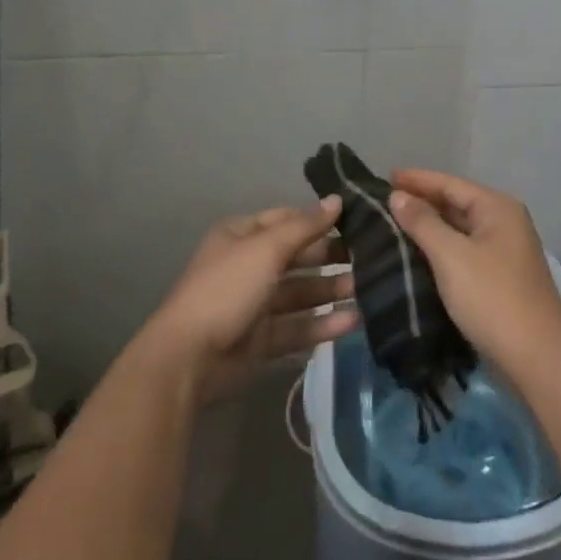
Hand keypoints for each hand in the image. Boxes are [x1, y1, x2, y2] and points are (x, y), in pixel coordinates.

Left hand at [139, 197, 357, 404]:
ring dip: (331, 290)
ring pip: (301, 292)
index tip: (355, 220)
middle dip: (330, 256)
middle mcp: (249, 265)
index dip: (317, 219)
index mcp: (242, 236)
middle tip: (371, 256)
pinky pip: (298, 326)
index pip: (287, 219)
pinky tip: (353, 320)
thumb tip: (336, 200)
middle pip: (297, 256)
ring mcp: (255, 305)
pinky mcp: (262, 340)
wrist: (189, 359)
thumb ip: (305, 226)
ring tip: (368, 288)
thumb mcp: (266, 249)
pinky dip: (323, 323)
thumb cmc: (227, 288)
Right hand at [389, 170, 560, 382]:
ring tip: (394, 226)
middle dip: (422, 202)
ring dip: (430, 227)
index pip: (449, 183)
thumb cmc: (493, 298)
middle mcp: (505, 222)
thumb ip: (422, 222)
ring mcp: (505, 252)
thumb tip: (398, 196)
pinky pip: (464, 252)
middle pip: (456, 203)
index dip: (416, 179)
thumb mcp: (451, 256)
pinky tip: (418, 256)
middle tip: (384, 203)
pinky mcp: (501, 278)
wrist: (538, 359)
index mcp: (497, 207)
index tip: (384, 176)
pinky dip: (441, 249)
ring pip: (460, 230)